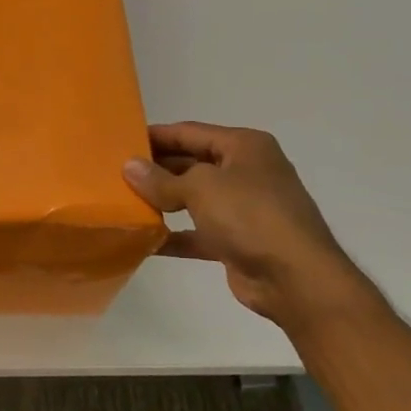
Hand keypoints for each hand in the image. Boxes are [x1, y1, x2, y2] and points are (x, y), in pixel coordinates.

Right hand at [122, 122, 366, 326]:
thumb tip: (129, 166)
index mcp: (244, 147)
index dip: (156, 136)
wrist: (295, 279)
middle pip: (191, 164)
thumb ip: (161, 179)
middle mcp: (246, 172)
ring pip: (193, 199)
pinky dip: (174, 235)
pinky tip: (144, 239)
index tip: (120, 140)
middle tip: (115, 173)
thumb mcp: (200, 188)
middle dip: (156, 169)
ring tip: (124, 202)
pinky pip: (197, 232)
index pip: (190, 132)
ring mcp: (243, 208)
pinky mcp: (237, 241)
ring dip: (162, 202)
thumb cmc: (250, 215)